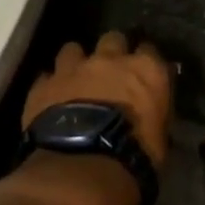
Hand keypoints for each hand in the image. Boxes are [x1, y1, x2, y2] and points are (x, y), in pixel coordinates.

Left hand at [23, 31, 172, 166]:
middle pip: (113, 39)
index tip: (144, 73)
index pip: (150, 51)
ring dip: (76, 62)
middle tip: (111, 71)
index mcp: (146, 69)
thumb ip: (155, 111)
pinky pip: (46, 77)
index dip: (145, 61)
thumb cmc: (134, 154)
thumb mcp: (160, 135)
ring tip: (76, 79)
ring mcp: (73, 68)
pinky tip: (51, 98)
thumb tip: (151, 109)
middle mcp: (110, 59)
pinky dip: (50, 85)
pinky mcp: (44, 85)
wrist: (84, 164)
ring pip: (73, 49)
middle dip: (112, 51)